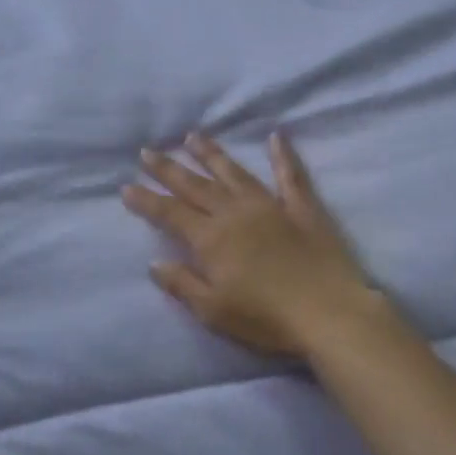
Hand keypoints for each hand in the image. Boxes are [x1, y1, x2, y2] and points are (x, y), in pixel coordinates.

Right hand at [123, 133, 376, 356]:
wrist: (328, 312)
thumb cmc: (266, 319)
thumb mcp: (214, 311)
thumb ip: (182, 284)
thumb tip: (155, 262)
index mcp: (212, 239)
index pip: (170, 214)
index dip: (147, 200)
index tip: (127, 186)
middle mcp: (236, 213)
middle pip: (196, 186)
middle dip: (169, 168)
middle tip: (148, 151)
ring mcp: (271, 205)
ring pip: (234, 172)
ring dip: (211, 154)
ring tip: (192, 136)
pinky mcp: (303, 207)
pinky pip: (290, 174)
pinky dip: (283, 154)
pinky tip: (276, 136)